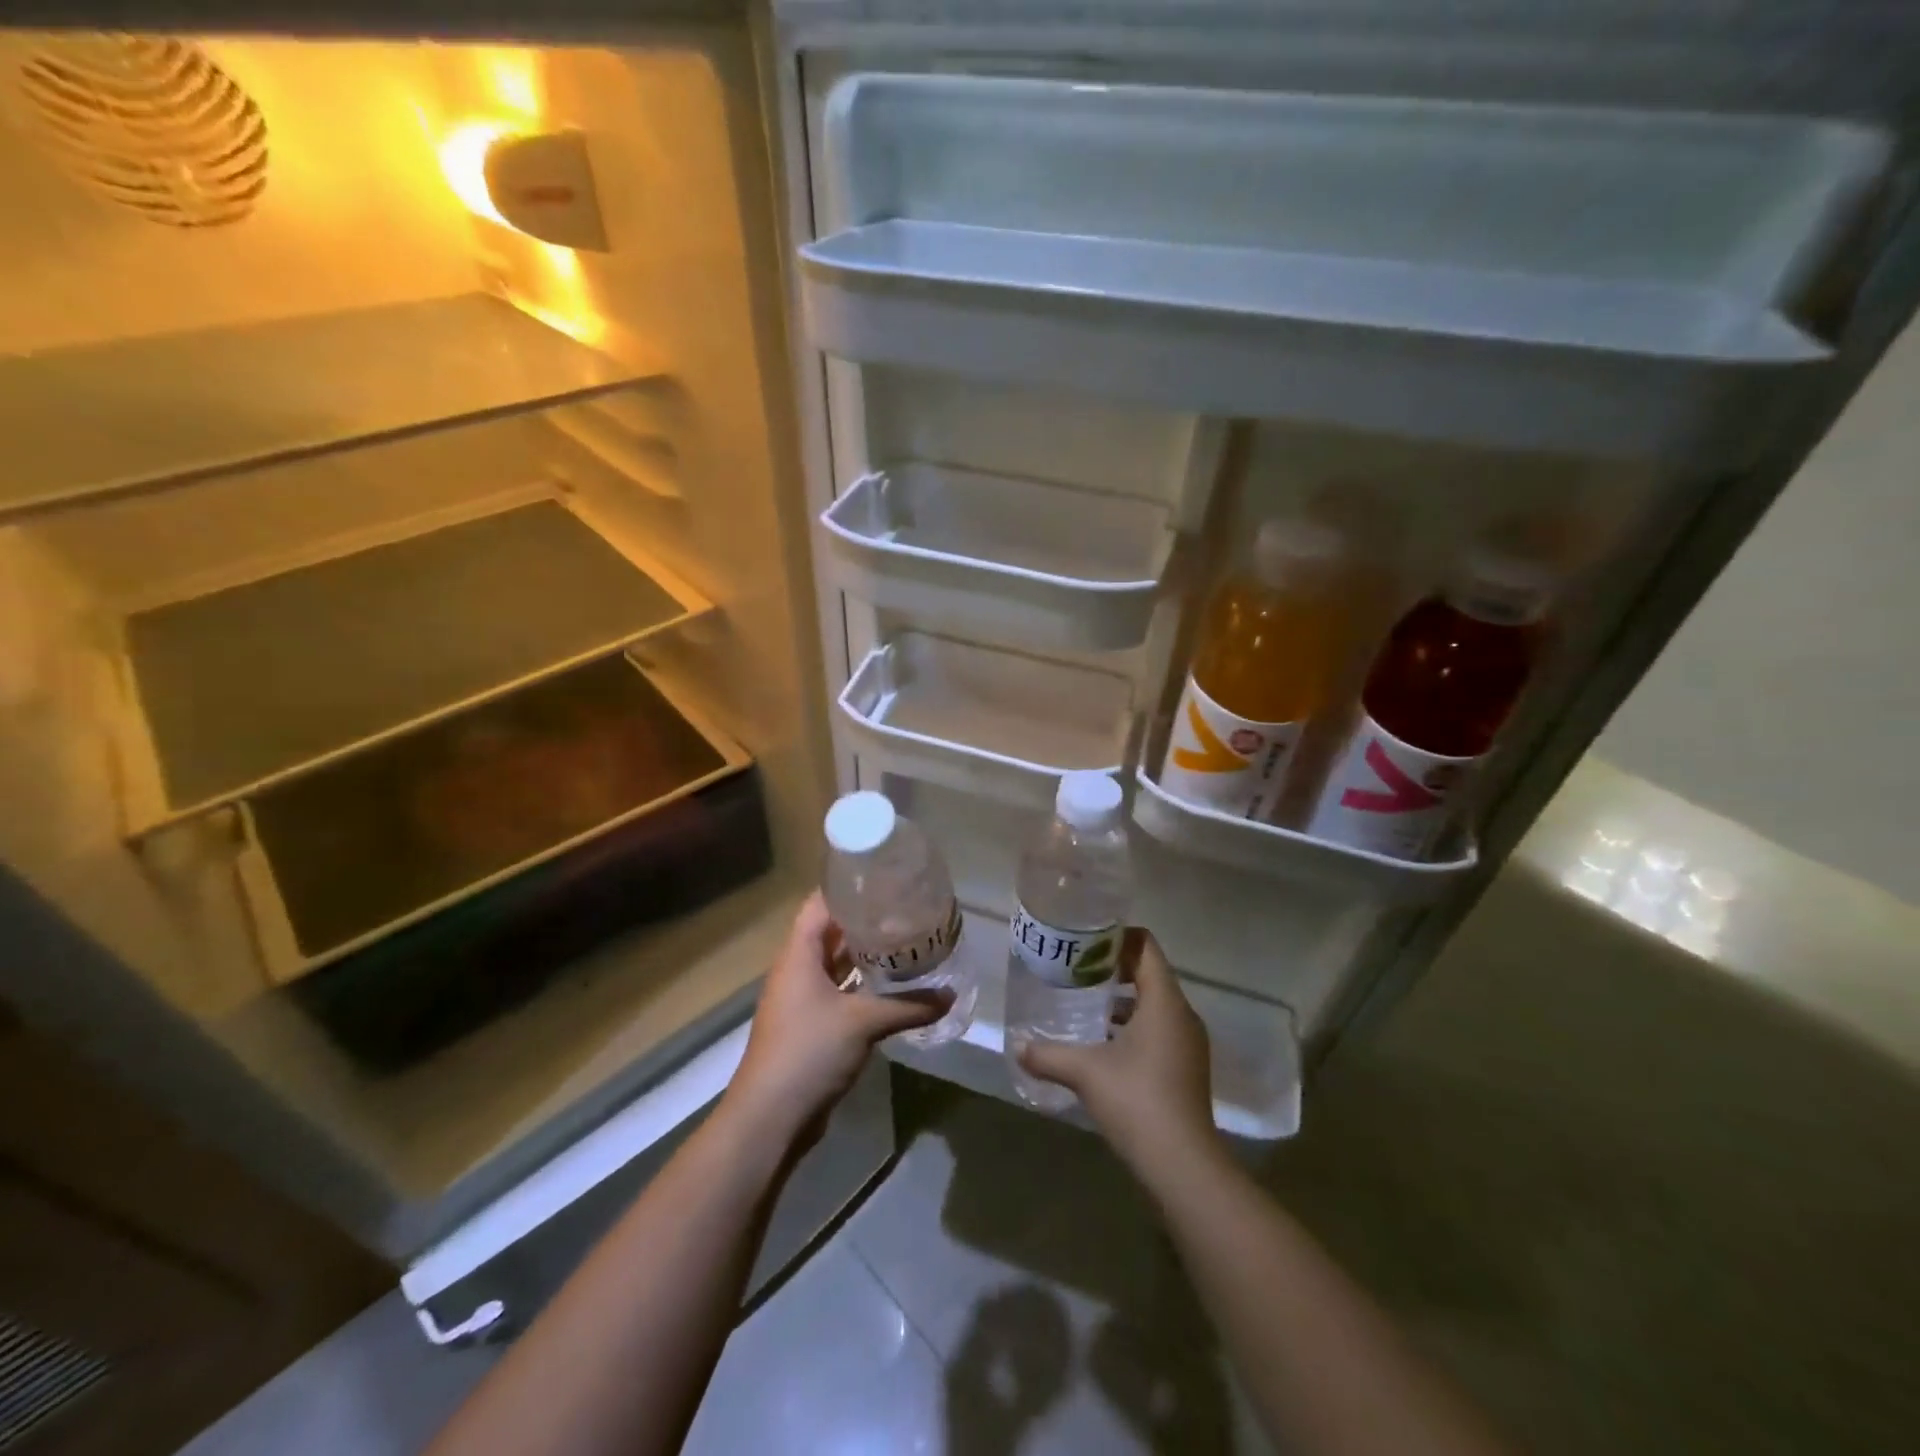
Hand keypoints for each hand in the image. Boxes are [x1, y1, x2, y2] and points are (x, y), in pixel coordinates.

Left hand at [723, 893, 946, 1146]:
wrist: (770, 1118)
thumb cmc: (809, 1052)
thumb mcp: (863, 1022)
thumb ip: (909, 1005)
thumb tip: (951, 995)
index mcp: (798, 954)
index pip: (821, 904)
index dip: (848, 887)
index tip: (883, 878)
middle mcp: (797, 970)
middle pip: (830, 932)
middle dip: (865, 921)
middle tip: (906, 910)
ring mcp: (802, 1000)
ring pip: (836, 964)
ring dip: (865, 955)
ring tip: (906, 942)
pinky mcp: (810, 1026)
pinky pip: (839, 992)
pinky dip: (862, 986)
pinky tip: (892, 986)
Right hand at [1019, 929, 1216, 1179]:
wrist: (1183, 1165)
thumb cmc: (1136, 1100)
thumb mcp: (1085, 1072)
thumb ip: (1048, 1053)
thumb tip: (1016, 1045)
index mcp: (1164, 1001)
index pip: (1146, 947)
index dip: (1117, 937)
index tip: (1085, 940)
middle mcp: (1182, 1015)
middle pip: (1150, 973)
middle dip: (1114, 967)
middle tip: (1076, 968)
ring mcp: (1188, 1043)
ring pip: (1154, 1004)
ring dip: (1123, 999)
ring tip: (1084, 1002)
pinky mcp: (1186, 1068)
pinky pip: (1159, 1029)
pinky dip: (1133, 1026)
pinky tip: (1103, 1044)